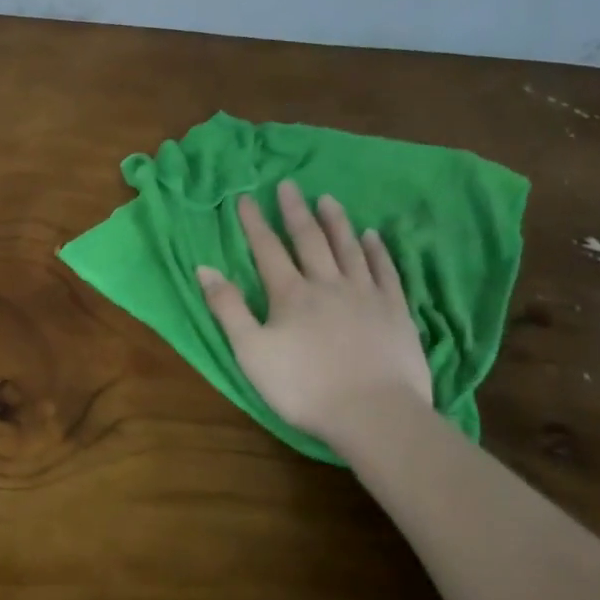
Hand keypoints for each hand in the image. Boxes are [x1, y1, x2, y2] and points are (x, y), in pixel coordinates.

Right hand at [197, 180, 432, 458]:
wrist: (374, 414)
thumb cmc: (304, 387)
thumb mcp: (251, 352)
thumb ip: (228, 308)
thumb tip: (204, 268)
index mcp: (290, 294)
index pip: (268, 249)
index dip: (255, 223)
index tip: (246, 197)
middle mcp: (327, 284)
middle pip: (309, 240)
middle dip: (295, 211)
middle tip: (289, 185)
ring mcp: (365, 295)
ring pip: (348, 248)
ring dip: (336, 222)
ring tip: (329, 199)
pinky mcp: (395, 311)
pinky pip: (385, 271)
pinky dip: (377, 251)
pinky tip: (372, 236)